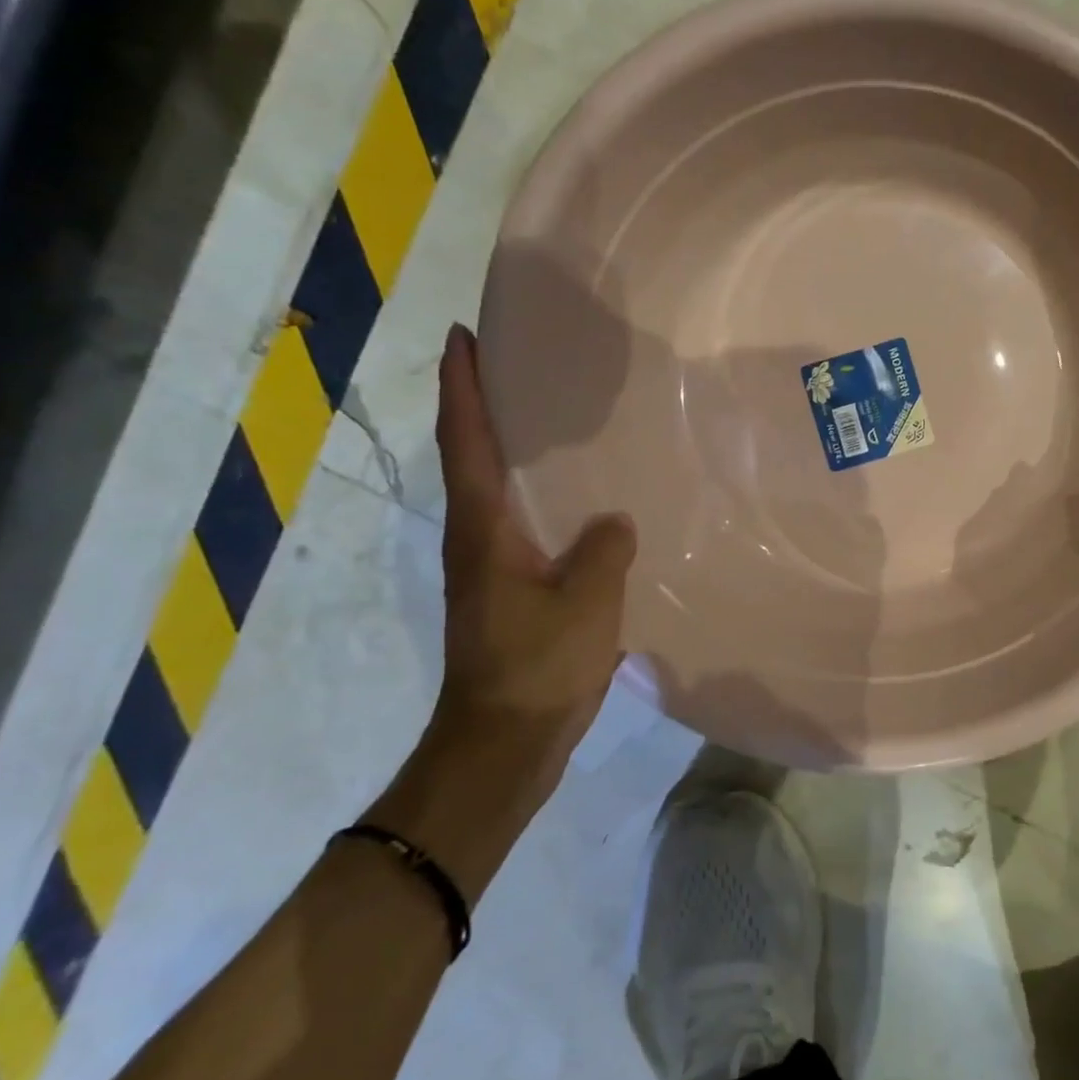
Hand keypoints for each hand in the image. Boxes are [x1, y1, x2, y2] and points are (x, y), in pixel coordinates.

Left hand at [371, 324, 634, 897]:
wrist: (504, 744)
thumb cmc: (537, 668)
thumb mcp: (586, 602)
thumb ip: (605, 549)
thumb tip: (615, 522)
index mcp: (484, 529)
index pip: (467, 441)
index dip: (463, 385)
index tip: (462, 335)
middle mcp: (479, 538)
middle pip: (475, 456)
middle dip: (485, 404)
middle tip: (520, 362)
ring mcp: (494, 567)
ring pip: (500, 491)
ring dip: (514, 449)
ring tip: (556, 418)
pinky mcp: (514, 591)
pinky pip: (529, 524)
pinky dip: (543, 495)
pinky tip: (584, 498)